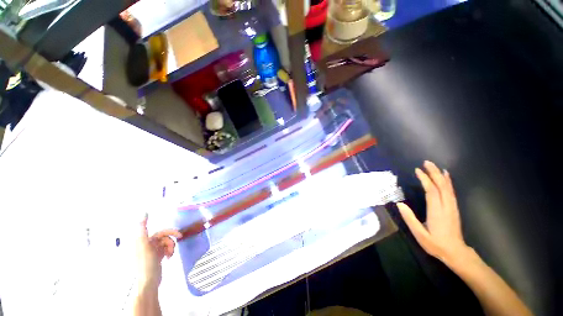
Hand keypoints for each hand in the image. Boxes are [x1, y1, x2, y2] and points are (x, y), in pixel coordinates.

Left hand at [137, 214, 181, 287]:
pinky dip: (169, 251)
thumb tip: (144, 212)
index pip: (160, 232)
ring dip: (171, 247)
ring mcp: (153, 251)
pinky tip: (168, 257)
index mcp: (143, 241)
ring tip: (170, 254)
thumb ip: (142, 228)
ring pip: (167, 243)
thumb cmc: (146, 263)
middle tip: (180, 238)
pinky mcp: (157, 257)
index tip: (178, 235)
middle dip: (171, 240)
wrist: (148, 281)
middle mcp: (148, 244)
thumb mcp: (143, 244)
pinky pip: (166, 249)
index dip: (169, 231)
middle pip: (165, 237)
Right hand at [397, 161, 469, 264]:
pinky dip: (448, 182)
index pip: (431, 191)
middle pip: (441, 186)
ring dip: (441, 175)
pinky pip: (451, 192)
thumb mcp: (420, 235)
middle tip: (426, 162)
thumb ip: (410, 219)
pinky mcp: (454, 208)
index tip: (417, 170)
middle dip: (434, 173)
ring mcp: (452, 207)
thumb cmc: (436, 244)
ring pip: (448, 187)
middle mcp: (446, 206)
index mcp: (437, 212)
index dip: (425, 179)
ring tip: (435, 166)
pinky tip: (446, 177)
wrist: (456, 252)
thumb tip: (399, 204)